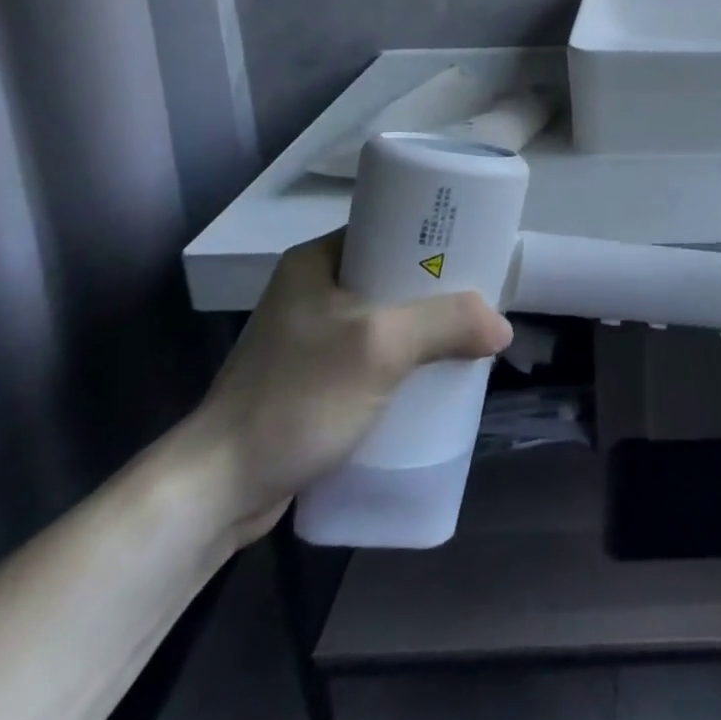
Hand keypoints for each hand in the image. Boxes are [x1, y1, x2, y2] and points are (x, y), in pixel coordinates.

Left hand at [186, 231, 512, 542]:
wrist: (218, 491)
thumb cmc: (297, 398)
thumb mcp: (380, 347)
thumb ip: (446, 324)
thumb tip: (502, 327)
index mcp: (318, 260)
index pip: (391, 228)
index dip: (436, 237)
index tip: (477, 252)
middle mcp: (314, 289)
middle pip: (395, 275)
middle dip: (439, 290)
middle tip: (480, 301)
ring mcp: (312, 336)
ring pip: (389, 317)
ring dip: (425, 328)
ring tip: (466, 339)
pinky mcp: (315, 378)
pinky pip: (375, 354)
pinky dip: (405, 359)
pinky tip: (432, 376)